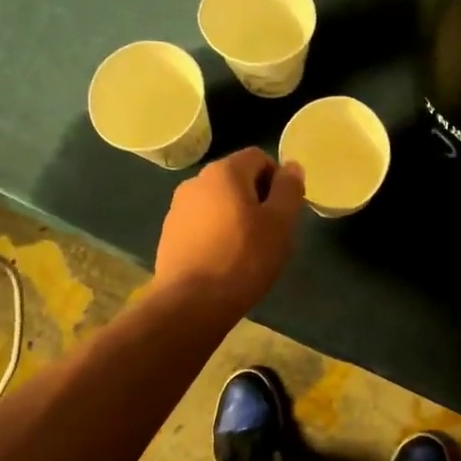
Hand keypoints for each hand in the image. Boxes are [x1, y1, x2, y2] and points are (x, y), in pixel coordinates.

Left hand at [153, 148, 305, 318]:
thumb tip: (292, 167)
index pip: (259, 157)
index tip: (285, 210)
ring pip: (219, 202)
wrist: (191, 303)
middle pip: (237, 179)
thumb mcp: (281, 223)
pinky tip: (225, 261)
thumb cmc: (244, 258)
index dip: (278, 179)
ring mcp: (178, 208)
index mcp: (224, 171)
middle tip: (271, 232)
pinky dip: (217, 233)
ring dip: (236, 217)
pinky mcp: (169, 234)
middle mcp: (196, 181)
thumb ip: (289, 189)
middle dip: (257, 198)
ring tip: (248, 250)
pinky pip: (202, 223)